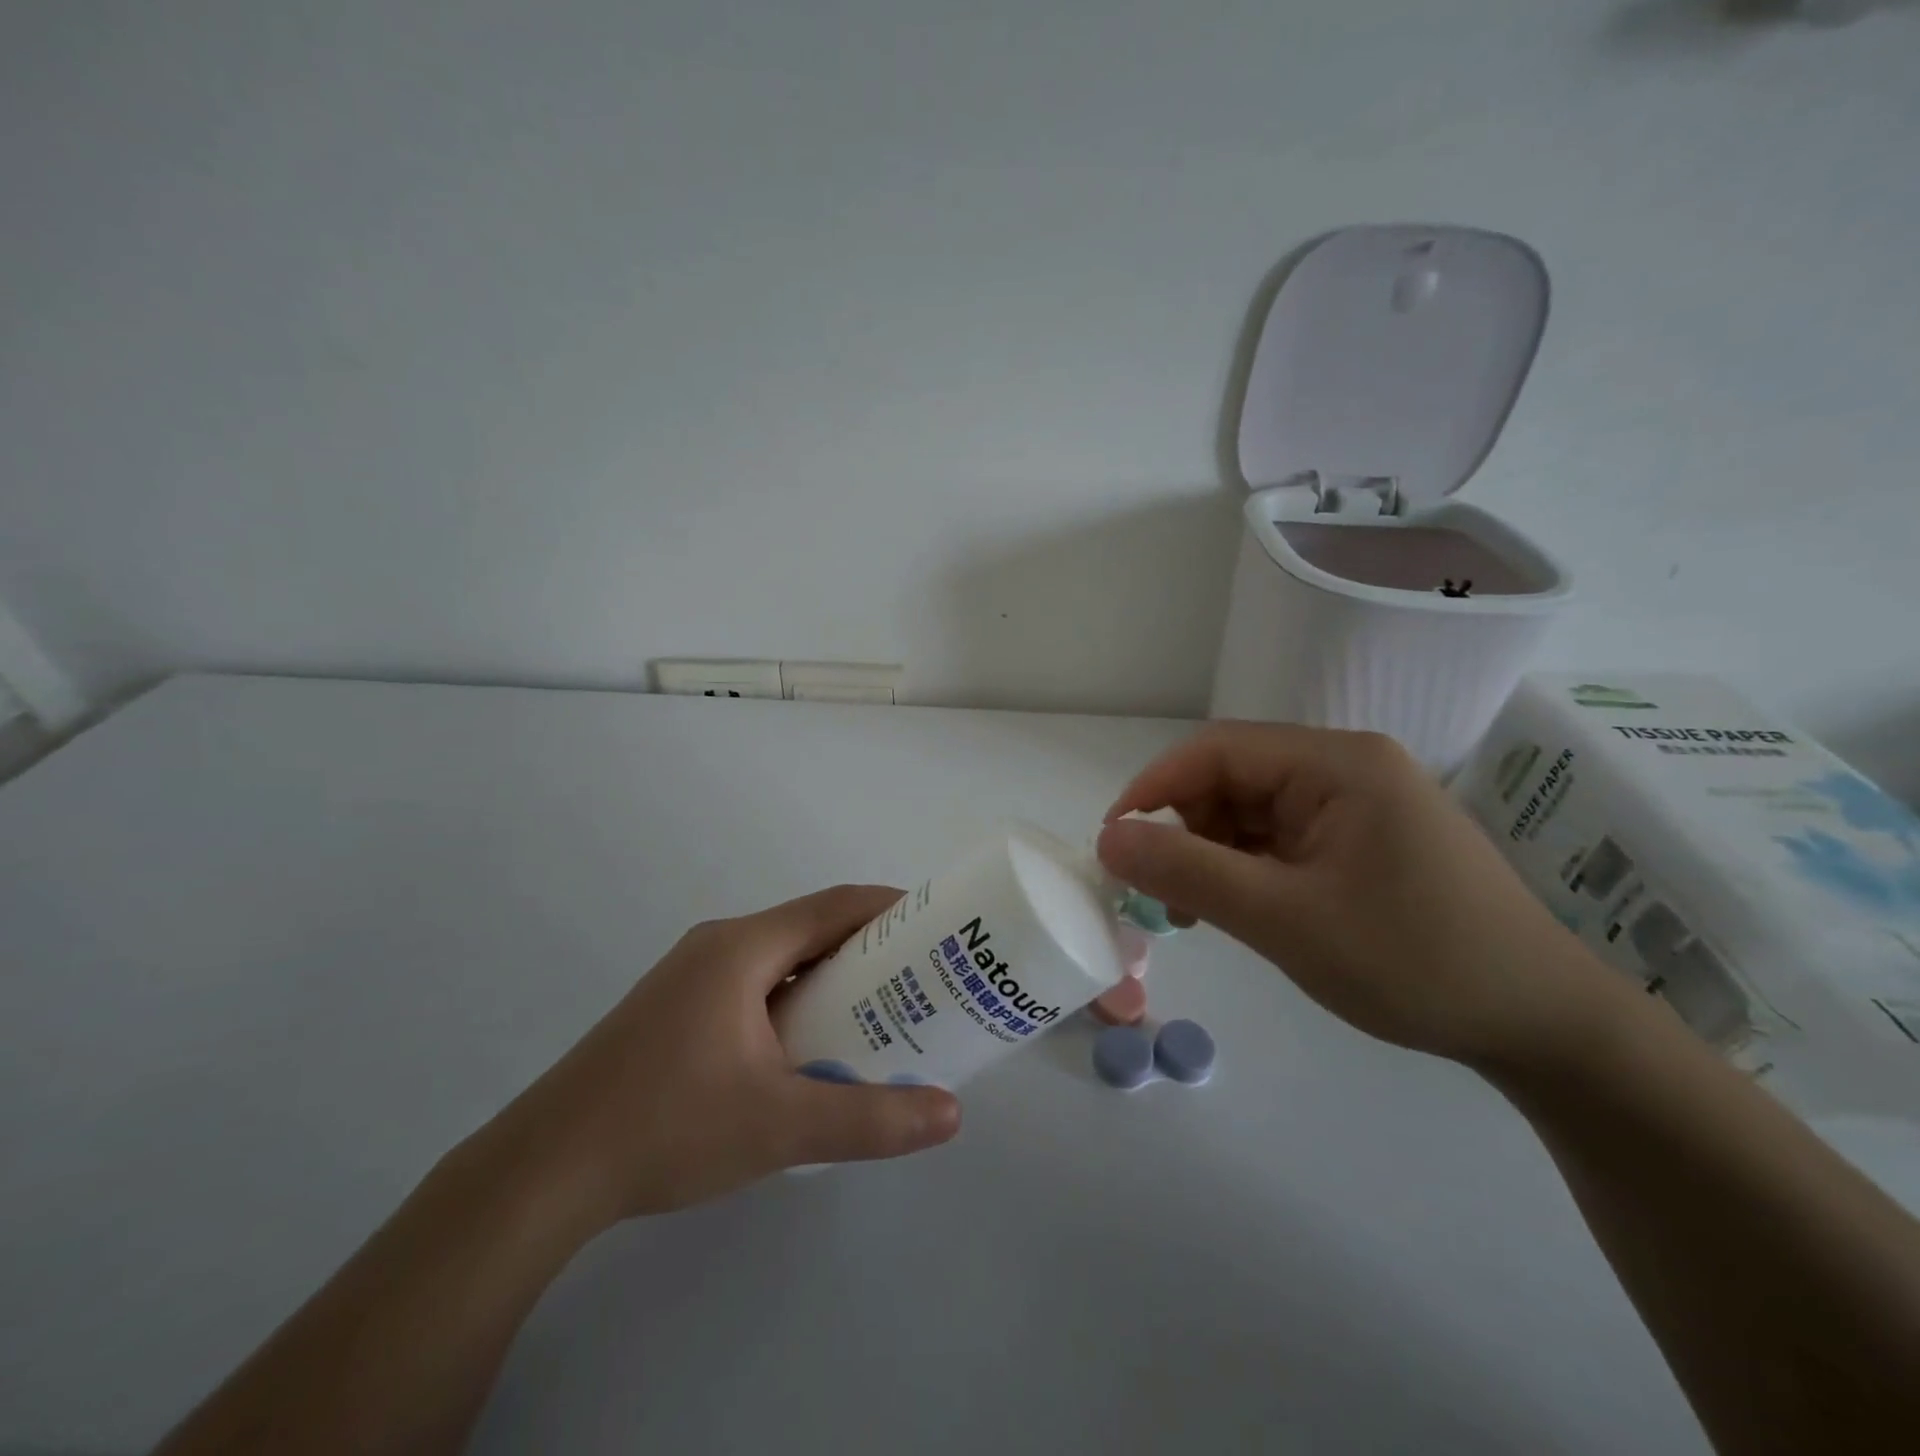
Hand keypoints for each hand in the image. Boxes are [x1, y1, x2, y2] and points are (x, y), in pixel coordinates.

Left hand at [477, 885, 961, 1230]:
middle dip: (871, 948)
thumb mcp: (780, 1125)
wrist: (543, 1173)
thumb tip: (951, 1114)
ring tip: (881, 1013)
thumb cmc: (667, 1127)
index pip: (835, 905)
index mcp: (743, 948)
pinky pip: (755, 986)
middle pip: (811, 929)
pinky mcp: (676, 1011)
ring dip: (832, 977)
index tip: (939, 927)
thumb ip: (870, 1119)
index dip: (892, 907)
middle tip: (923, 979)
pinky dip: (797, 1000)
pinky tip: (811, 1048)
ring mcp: (691, 978)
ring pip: (782, 960)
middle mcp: (719, 947)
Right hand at [1097, 723, 1620, 1069]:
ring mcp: (1358, 804)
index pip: (1216, 750)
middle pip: (1233, 779)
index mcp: (1336, 763)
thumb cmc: (1413, 961)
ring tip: (1196, 913)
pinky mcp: (1363, 840)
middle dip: (1185, 830)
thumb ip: (1188, 872)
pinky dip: (1247, 869)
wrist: (1543, 1025)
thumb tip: (1107, 840)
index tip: (1113, 843)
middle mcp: (1346, 768)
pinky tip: (1240, 909)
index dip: (1154, 789)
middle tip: (1160, 895)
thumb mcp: (1284, 919)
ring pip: (1252, 812)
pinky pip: (1282, 839)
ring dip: (1213, 854)